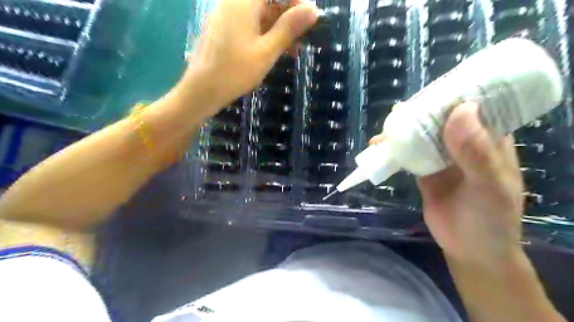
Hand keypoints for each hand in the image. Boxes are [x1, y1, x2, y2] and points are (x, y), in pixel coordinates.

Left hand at [181, 0, 318, 116]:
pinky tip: (276, 51)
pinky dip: (266, 35)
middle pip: (268, 0)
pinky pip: (251, 24)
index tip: (310, 18)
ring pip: (261, 13)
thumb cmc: (235, 71)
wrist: (202, 90)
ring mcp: (228, 15)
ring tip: (293, 51)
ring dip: (279, 29)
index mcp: (244, 1)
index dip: (296, 0)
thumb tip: (313, 9)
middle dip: (289, 16)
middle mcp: (234, 1)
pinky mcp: (226, 28)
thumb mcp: (267, 51)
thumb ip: (289, 28)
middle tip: (303, 39)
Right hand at [370, 102, 525, 268]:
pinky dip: (394, 150)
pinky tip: (380, 148)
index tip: (431, 90)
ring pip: (421, 136)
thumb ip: (476, 152)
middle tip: (399, 112)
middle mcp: (464, 143)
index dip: (454, 95)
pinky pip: (408, 154)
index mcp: (489, 140)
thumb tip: (459, 110)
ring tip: (385, 130)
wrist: (469, 249)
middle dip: (420, 113)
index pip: (475, 107)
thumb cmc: (489, 219)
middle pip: (440, 119)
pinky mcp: (424, 171)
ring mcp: (442, 157)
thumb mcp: (489, 186)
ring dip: (403, 131)